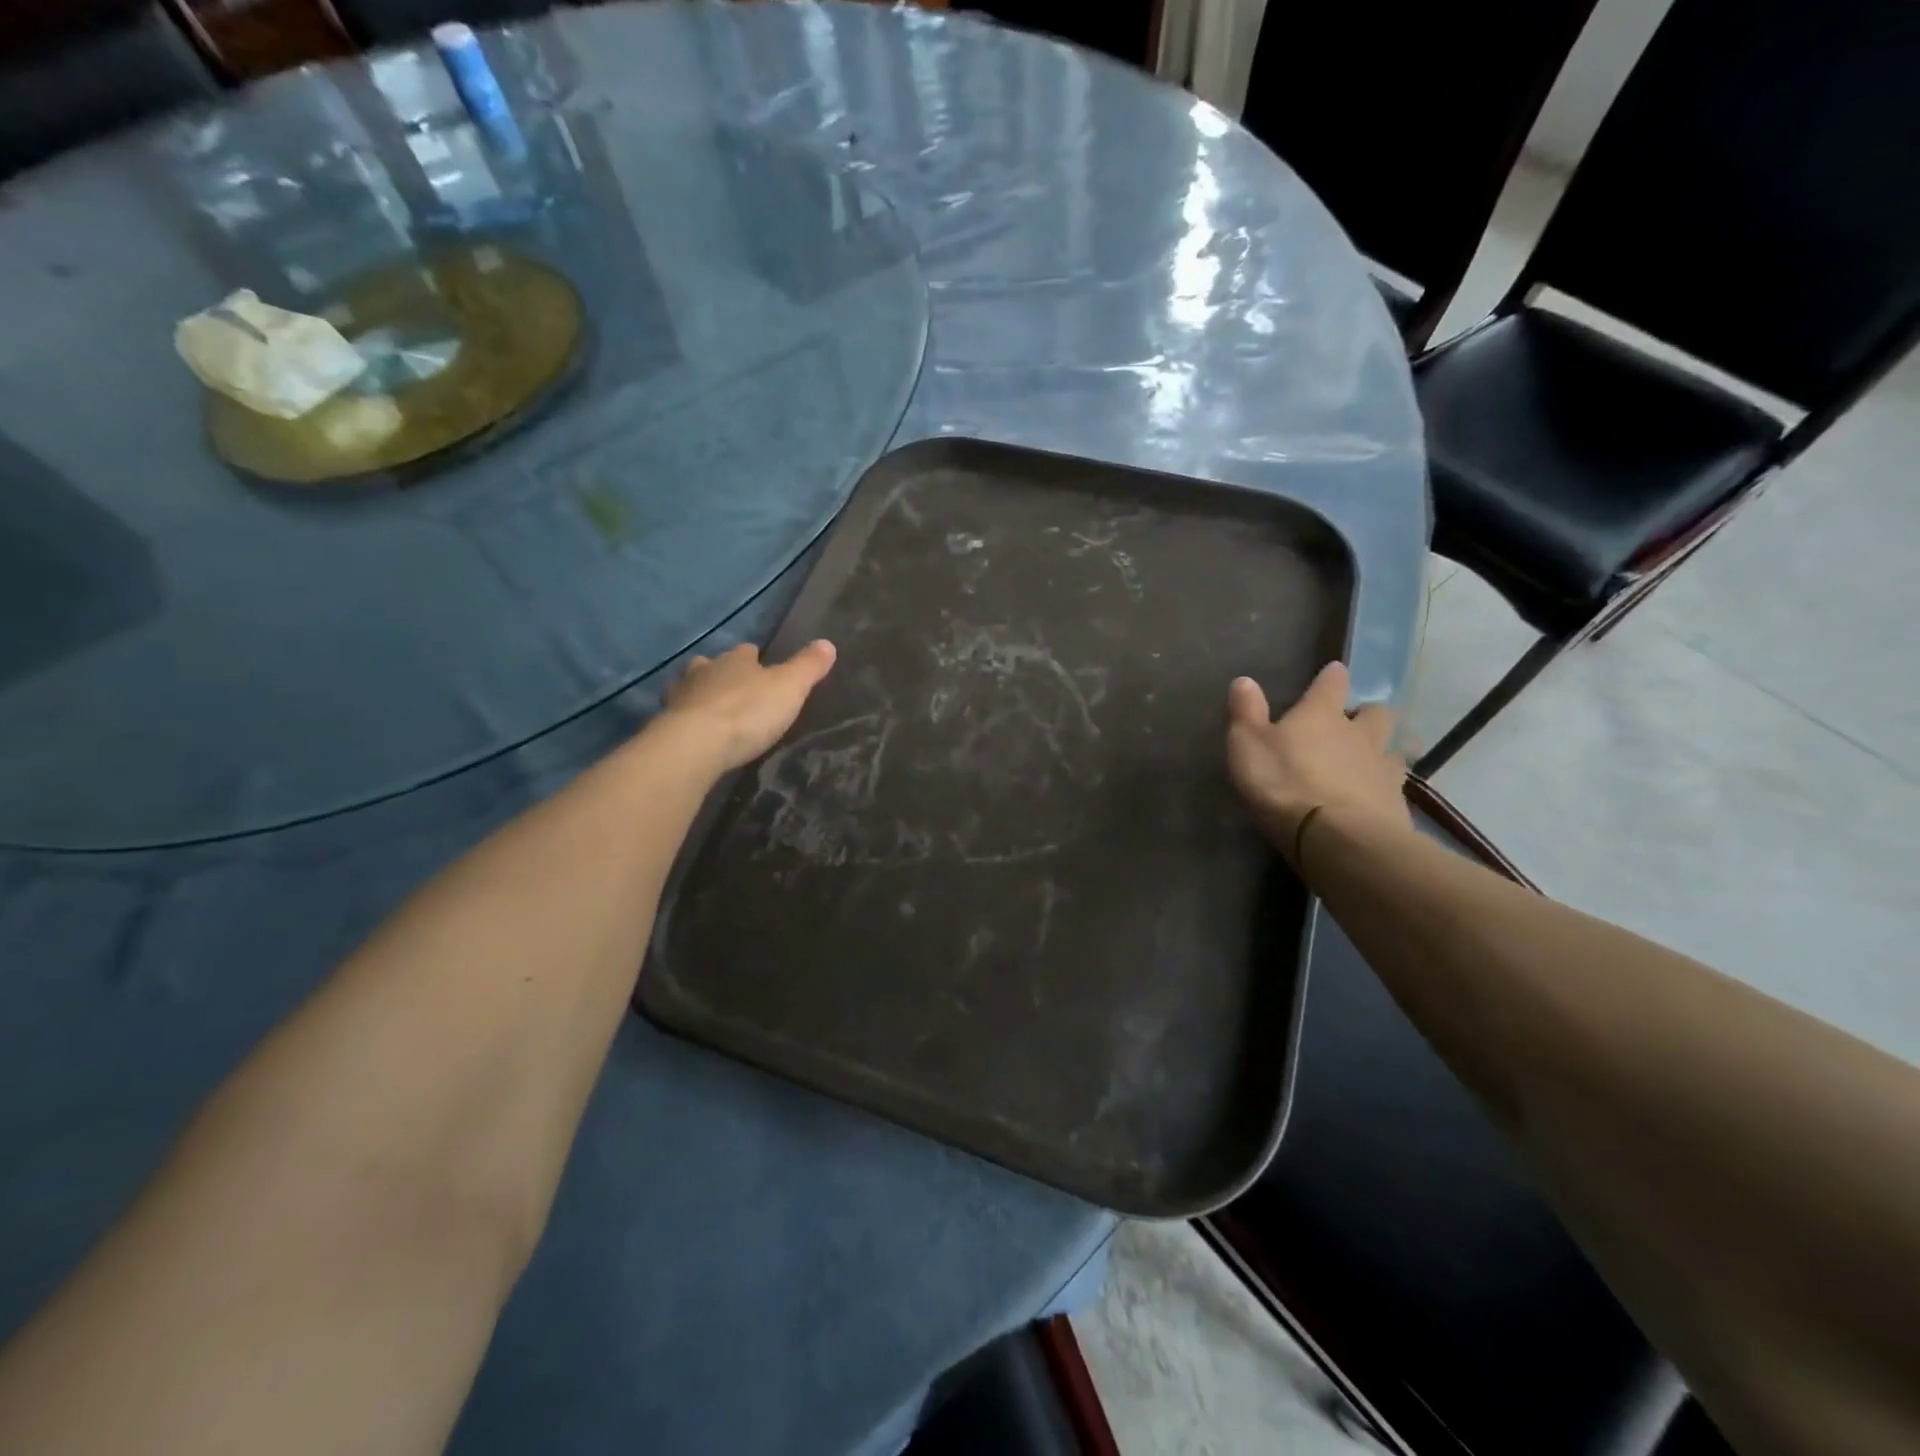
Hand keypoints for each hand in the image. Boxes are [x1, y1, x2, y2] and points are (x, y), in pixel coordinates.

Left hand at [660, 640, 836, 772]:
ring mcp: (681, 696)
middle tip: (733, 688)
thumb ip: (808, 666)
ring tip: (710, 709)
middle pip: (712, 665)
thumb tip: (827, 643)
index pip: (746, 651)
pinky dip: (685, 719)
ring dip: (699, 694)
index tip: (761, 665)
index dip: (754, 657)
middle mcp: (705, 671)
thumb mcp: (790, 688)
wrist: (696, 744)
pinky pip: (677, 715)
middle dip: (721, 673)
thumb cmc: (748, 712)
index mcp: (736, 660)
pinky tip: (694, 732)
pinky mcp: (666, 723)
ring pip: (689, 687)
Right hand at [1226, 661, 1410, 866]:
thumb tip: (1244, 680)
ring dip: (1385, 750)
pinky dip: (1386, 787)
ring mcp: (1383, 768)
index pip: (1332, 684)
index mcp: (1322, 715)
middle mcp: (1359, 734)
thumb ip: (1246, 713)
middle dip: (1368, 714)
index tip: (1335, 671)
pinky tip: (1377, 797)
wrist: (1336, 837)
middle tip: (1356, 723)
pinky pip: (1396, 786)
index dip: (1332, 677)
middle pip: (1376, 713)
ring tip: (1373, 761)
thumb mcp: (1248, 746)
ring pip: (1394, 748)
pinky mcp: (1397, 803)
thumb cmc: (1284, 784)